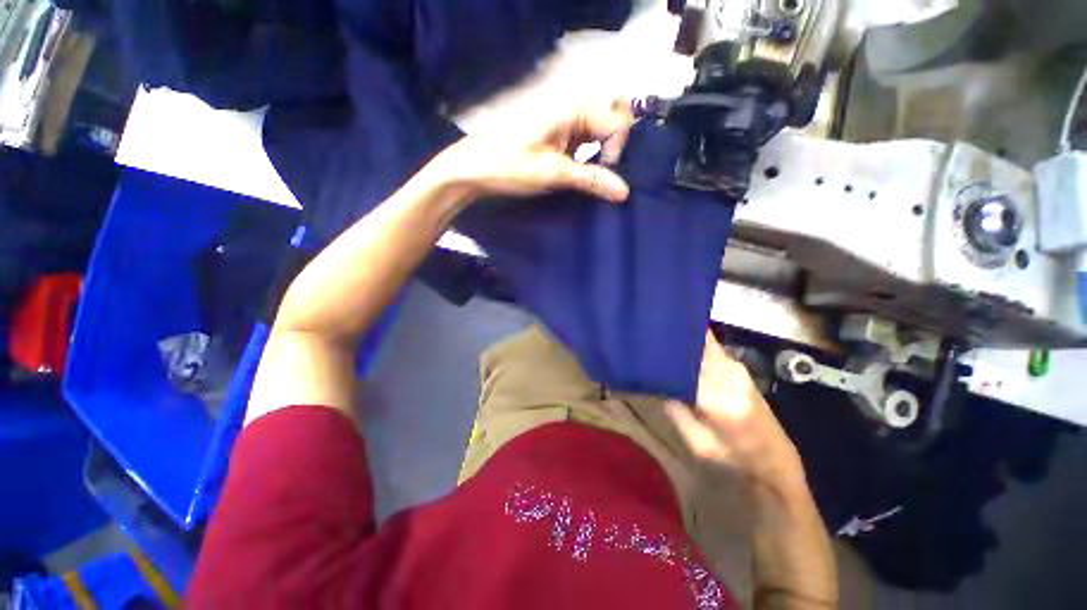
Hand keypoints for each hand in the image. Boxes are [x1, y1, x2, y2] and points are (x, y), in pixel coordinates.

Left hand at [432, 99, 635, 202]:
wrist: (472, 167)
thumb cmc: (509, 166)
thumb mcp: (552, 173)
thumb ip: (591, 179)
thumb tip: (625, 192)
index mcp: (571, 106)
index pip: (616, 120)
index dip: (617, 147)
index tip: (604, 171)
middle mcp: (570, 102)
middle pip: (612, 110)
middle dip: (616, 138)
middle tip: (604, 163)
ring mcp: (562, 113)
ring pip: (600, 121)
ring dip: (604, 144)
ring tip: (596, 167)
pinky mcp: (556, 127)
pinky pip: (585, 131)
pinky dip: (591, 147)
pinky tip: (583, 164)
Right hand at [666, 332, 837, 606]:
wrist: (776, 463)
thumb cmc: (733, 458)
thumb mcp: (696, 442)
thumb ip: (672, 407)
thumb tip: (652, 379)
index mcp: (718, 398)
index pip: (683, 363)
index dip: (663, 351)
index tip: (644, 342)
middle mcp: (730, 374)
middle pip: (693, 344)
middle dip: (671, 336)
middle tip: (647, 333)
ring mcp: (737, 368)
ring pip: (702, 342)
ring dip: (682, 338)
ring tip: (660, 336)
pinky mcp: (739, 368)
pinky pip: (710, 348)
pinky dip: (694, 343)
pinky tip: (680, 346)